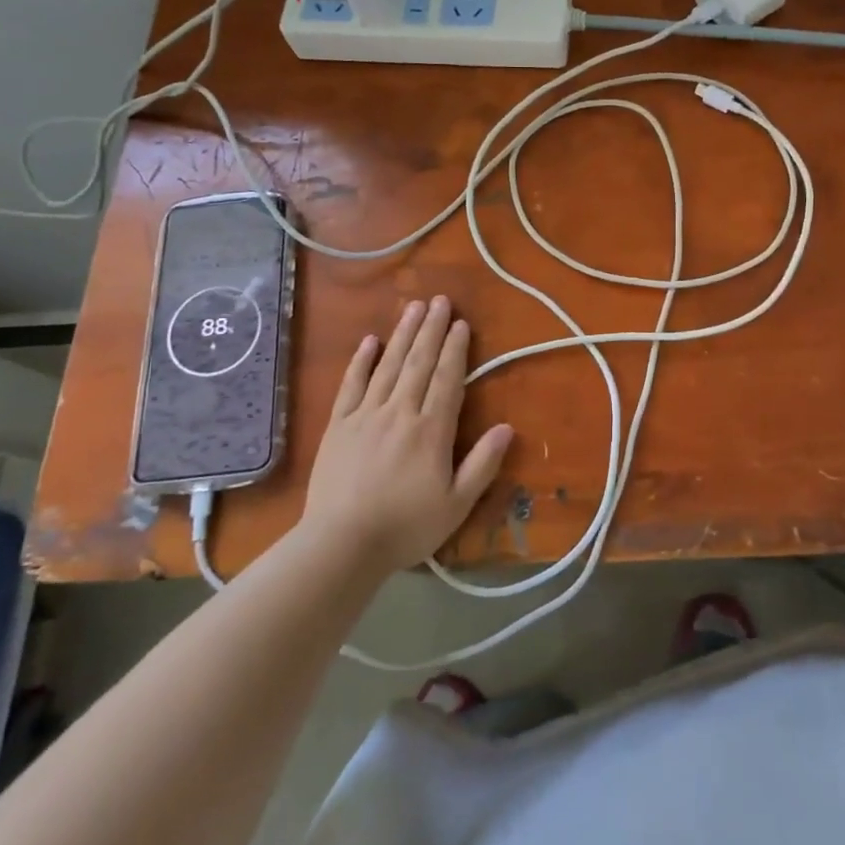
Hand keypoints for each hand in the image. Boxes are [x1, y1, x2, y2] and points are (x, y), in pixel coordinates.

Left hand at [301, 297, 513, 574]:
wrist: (341, 544)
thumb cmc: (405, 527)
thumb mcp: (456, 505)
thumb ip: (482, 464)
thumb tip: (507, 427)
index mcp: (431, 430)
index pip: (447, 379)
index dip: (456, 350)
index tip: (462, 324)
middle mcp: (400, 412)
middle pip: (419, 363)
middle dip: (432, 330)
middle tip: (440, 300)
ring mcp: (365, 415)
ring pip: (389, 366)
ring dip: (403, 334)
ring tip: (414, 307)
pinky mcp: (338, 425)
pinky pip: (351, 385)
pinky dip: (361, 361)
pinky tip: (370, 341)